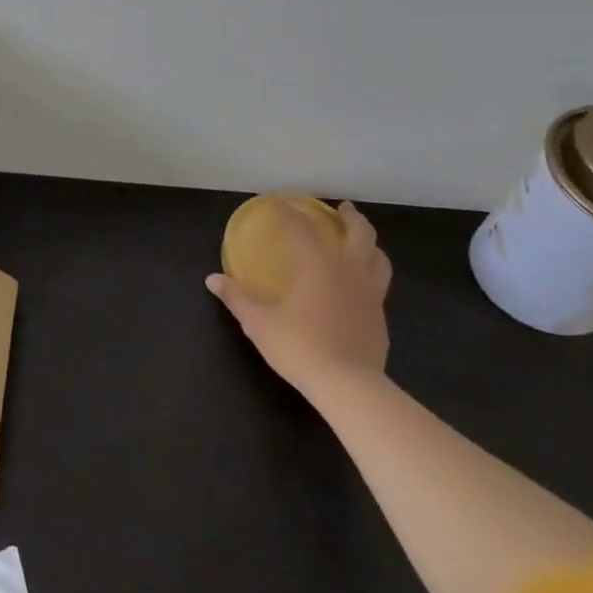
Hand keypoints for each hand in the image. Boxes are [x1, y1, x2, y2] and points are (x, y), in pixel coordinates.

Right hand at [207, 200, 391, 406]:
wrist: (349, 387)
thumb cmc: (300, 346)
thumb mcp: (258, 322)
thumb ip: (237, 297)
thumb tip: (212, 279)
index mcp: (319, 265)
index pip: (304, 228)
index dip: (290, 213)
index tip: (278, 205)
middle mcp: (349, 272)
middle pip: (360, 234)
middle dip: (351, 217)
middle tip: (342, 208)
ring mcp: (370, 296)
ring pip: (379, 259)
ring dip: (369, 244)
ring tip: (358, 242)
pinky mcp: (380, 319)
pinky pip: (379, 286)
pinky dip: (370, 274)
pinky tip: (357, 287)